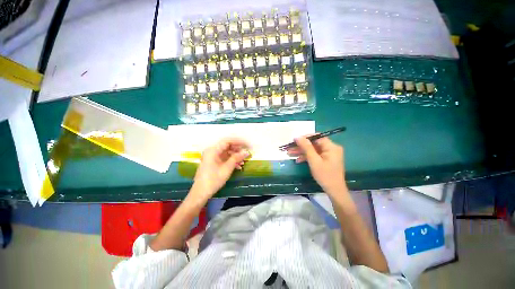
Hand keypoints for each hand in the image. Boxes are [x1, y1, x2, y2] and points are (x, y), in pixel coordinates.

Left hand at [191, 138, 250, 199]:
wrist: (201, 192)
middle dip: (238, 149)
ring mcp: (212, 157)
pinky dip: (231, 160)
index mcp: (213, 150)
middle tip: (246, 153)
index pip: (228, 141)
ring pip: (226, 152)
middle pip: (227, 146)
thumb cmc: (213, 179)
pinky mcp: (213, 162)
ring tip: (243, 160)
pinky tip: (238, 166)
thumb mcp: (227, 168)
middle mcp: (212, 151)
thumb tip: (246, 152)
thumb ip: (237, 158)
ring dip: (235, 156)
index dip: (238, 142)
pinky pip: (224, 158)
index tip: (247, 145)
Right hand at [287, 136, 345, 193]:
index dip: (305, 138)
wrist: (334, 191)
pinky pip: (315, 155)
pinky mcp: (326, 159)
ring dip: (301, 152)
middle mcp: (331, 148)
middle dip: (301, 146)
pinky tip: (297, 160)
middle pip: (313, 144)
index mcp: (331, 147)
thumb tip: (298, 137)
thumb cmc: (325, 175)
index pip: (317, 137)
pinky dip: (307, 157)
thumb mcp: (314, 161)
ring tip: (289, 153)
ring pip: (313, 150)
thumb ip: (306, 147)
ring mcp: (328, 154)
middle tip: (289, 148)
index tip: (294, 140)